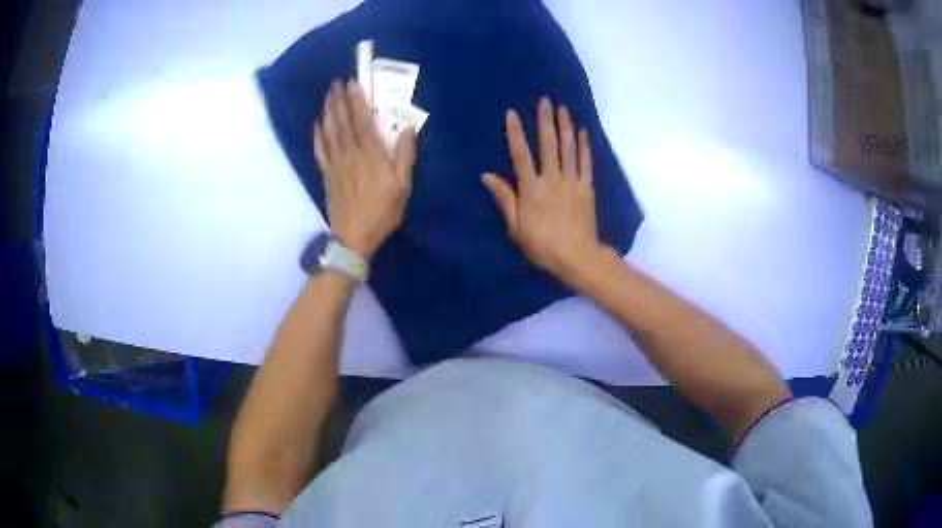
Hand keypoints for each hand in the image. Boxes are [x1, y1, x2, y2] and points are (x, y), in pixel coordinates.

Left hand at [313, 80, 416, 259]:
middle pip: (343, 122)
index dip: (357, 101)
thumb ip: (404, 156)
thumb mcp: (402, 187)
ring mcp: (335, 164)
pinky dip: (318, 135)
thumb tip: (407, 128)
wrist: (354, 237)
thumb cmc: (382, 213)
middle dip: (339, 100)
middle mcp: (350, 154)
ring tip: (328, 95)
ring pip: (330, 132)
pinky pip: (320, 150)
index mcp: (371, 155)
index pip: (362, 121)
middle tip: (337, 82)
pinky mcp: (326, 174)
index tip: (353, 83)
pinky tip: (317, 124)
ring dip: (328, 112)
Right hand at [483, 97, 601, 281]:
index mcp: (532, 188)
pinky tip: (583, 132)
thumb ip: (504, 198)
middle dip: (545, 121)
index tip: (512, 113)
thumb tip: (487, 176)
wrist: (577, 256)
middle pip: (548, 145)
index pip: (521, 155)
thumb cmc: (542, 244)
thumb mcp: (516, 226)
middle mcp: (552, 178)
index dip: (516, 133)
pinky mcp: (587, 187)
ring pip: (568, 149)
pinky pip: (586, 162)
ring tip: (563, 109)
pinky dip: (584, 146)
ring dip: (565, 127)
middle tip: (545, 100)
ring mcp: (572, 181)